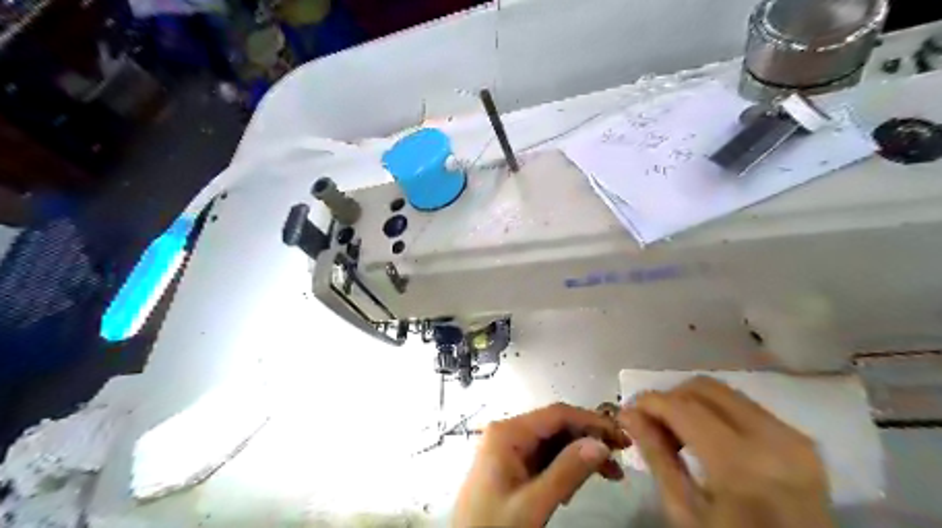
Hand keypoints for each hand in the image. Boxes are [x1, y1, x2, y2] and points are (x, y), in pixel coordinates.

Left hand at [453, 402, 627, 526]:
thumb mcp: (532, 505)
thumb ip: (566, 473)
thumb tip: (601, 445)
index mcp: (507, 433)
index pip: (556, 414)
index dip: (591, 421)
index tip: (622, 437)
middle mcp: (508, 433)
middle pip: (556, 426)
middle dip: (588, 439)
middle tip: (621, 458)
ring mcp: (508, 449)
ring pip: (553, 442)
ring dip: (580, 455)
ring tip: (609, 475)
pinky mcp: (512, 465)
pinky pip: (544, 458)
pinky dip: (565, 468)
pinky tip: (576, 487)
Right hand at [625, 375, 834, 527]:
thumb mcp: (686, 511)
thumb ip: (657, 456)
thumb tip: (629, 414)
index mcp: (741, 464)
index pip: (683, 407)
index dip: (649, 402)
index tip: (629, 412)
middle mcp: (773, 439)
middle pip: (704, 388)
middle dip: (670, 398)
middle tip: (653, 423)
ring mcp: (793, 436)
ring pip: (724, 392)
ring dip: (692, 403)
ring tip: (678, 431)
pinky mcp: (801, 439)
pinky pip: (745, 406)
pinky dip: (715, 412)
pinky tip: (706, 437)